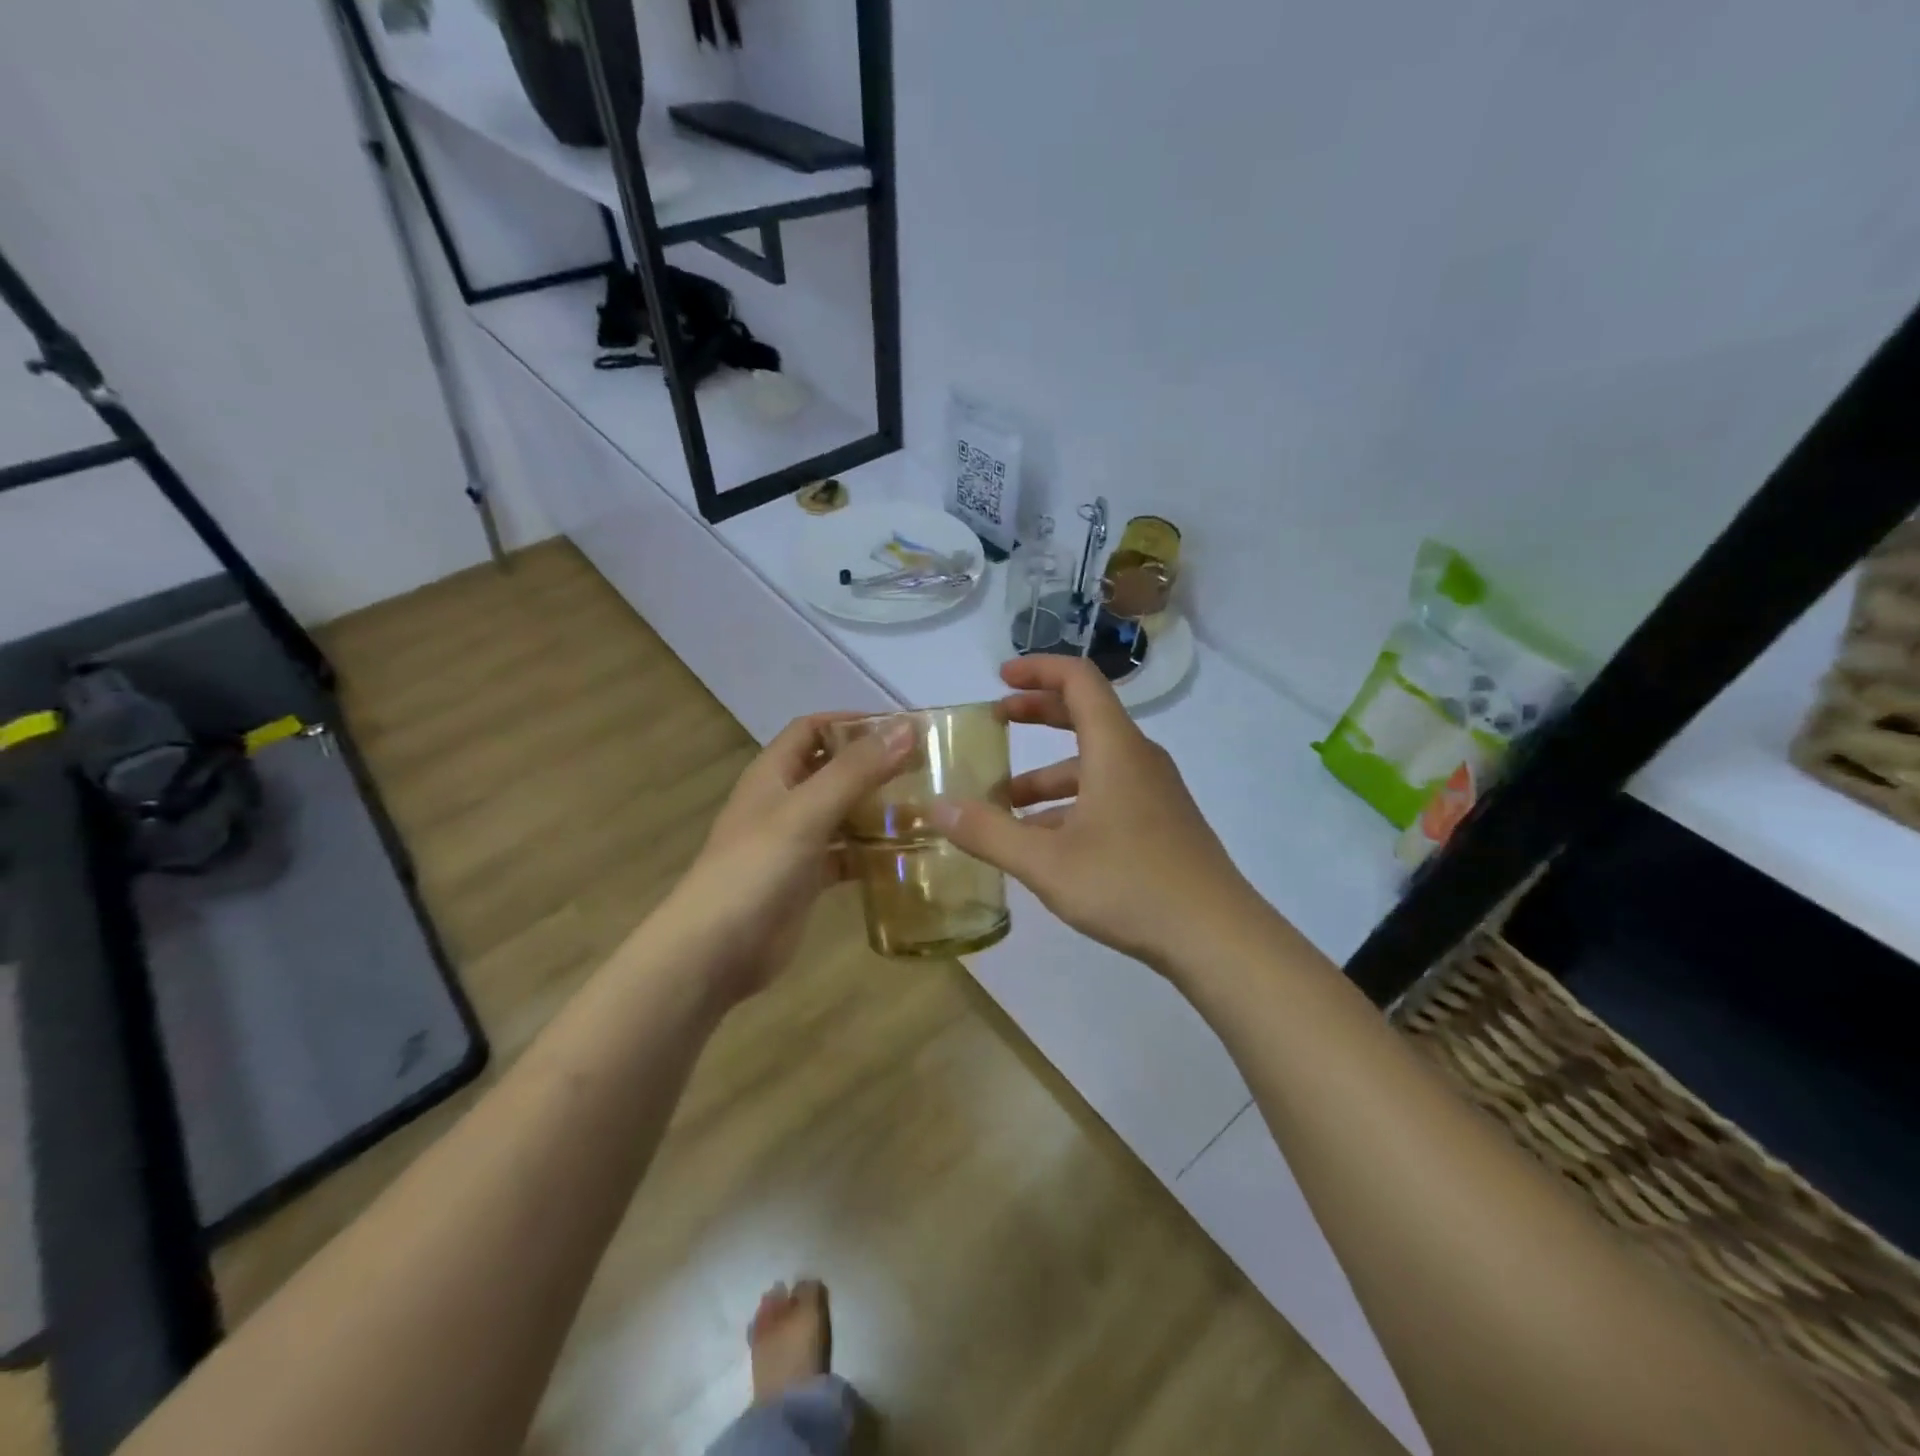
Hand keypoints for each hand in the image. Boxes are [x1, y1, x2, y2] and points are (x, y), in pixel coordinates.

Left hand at [659, 712, 912, 1002]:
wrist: (715, 951)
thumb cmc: (756, 869)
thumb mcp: (807, 811)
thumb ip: (856, 770)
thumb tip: (907, 727)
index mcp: (773, 774)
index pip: (812, 729)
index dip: (851, 722)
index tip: (900, 729)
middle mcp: (783, 802)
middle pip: (831, 770)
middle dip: (873, 765)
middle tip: (924, 769)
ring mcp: (793, 843)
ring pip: (841, 814)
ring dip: (876, 809)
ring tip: (925, 810)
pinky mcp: (805, 880)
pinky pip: (844, 856)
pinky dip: (870, 853)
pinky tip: (903, 857)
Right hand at [934, 657, 1264, 969]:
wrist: (1217, 937)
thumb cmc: (1129, 886)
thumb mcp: (1046, 862)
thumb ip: (989, 833)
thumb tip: (936, 807)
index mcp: (1115, 749)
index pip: (1079, 680)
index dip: (1038, 669)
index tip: (1001, 677)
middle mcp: (1138, 759)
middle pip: (1085, 716)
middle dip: (1037, 713)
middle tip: (997, 720)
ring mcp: (1154, 792)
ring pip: (1093, 765)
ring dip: (1047, 775)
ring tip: (1004, 804)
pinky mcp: (1161, 823)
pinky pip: (1108, 794)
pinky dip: (1071, 803)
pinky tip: (1045, 843)